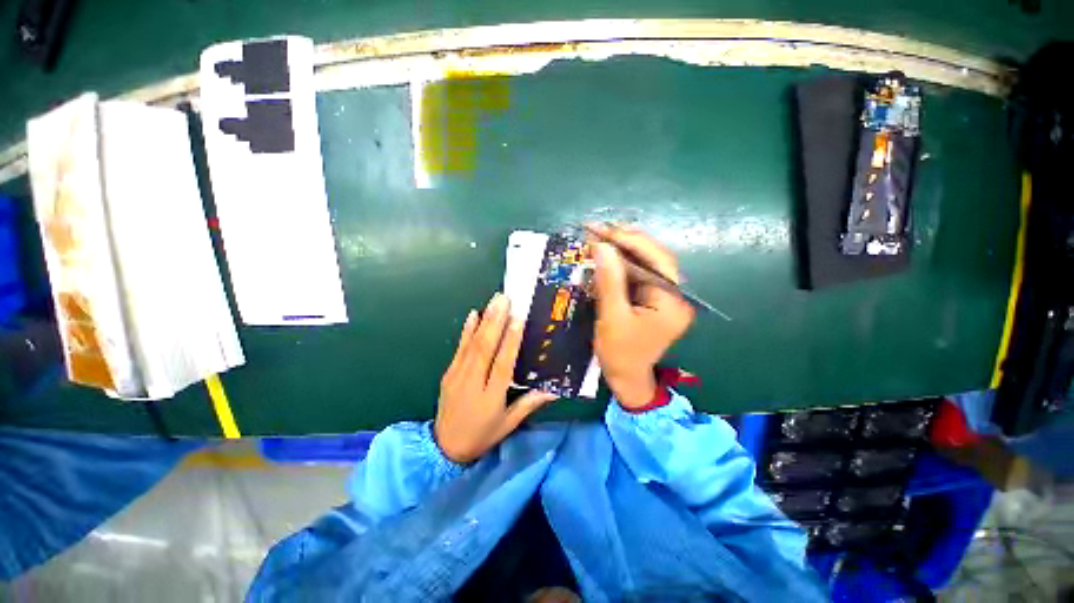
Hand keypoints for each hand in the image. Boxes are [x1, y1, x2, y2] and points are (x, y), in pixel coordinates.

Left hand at [434, 293, 557, 463]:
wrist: (444, 447)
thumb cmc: (482, 435)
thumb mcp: (508, 424)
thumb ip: (529, 404)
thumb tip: (554, 390)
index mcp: (490, 397)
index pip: (502, 365)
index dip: (511, 342)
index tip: (518, 319)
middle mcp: (473, 382)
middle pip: (485, 349)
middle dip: (496, 321)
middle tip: (505, 299)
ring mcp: (457, 376)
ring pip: (472, 344)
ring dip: (484, 320)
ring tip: (494, 301)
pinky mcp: (448, 373)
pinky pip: (459, 349)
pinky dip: (466, 331)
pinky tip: (473, 315)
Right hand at [588, 224, 694, 409]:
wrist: (626, 378)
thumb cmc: (620, 353)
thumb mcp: (612, 317)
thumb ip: (609, 281)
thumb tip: (602, 246)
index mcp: (672, 302)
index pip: (657, 260)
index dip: (631, 241)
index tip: (604, 231)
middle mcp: (675, 295)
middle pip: (654, 257)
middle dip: (626, 241)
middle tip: (598, 229)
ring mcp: (665, 295)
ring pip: (646, 263)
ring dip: (622, 249)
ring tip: (599, 236)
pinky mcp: (653, 297)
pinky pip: (638, 273)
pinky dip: (621, 263)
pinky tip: (606, 255)